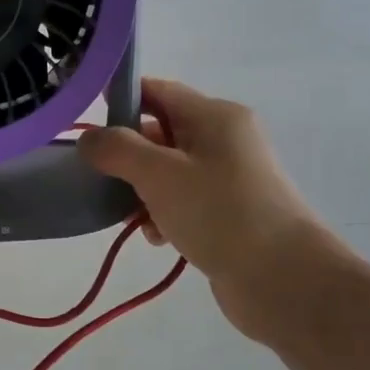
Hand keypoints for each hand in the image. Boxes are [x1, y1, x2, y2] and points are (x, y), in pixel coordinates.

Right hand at [78, 77, 343, 341]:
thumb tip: (89, 138)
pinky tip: (157, 238)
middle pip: (159, 133)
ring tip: (133, 218)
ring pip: (166, 172)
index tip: (85, 127)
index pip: (156, 91)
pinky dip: (163, 214)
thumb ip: (117, 149)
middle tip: (101, 180)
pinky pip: (182, 201)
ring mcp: (228, 177)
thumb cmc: (219, 213)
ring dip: (142, 191)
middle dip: (127, 156)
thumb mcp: (159, 174)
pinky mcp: (228, 212)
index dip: (119, 101)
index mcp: (214, 116)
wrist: (283, 279)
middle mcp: (223, 139)